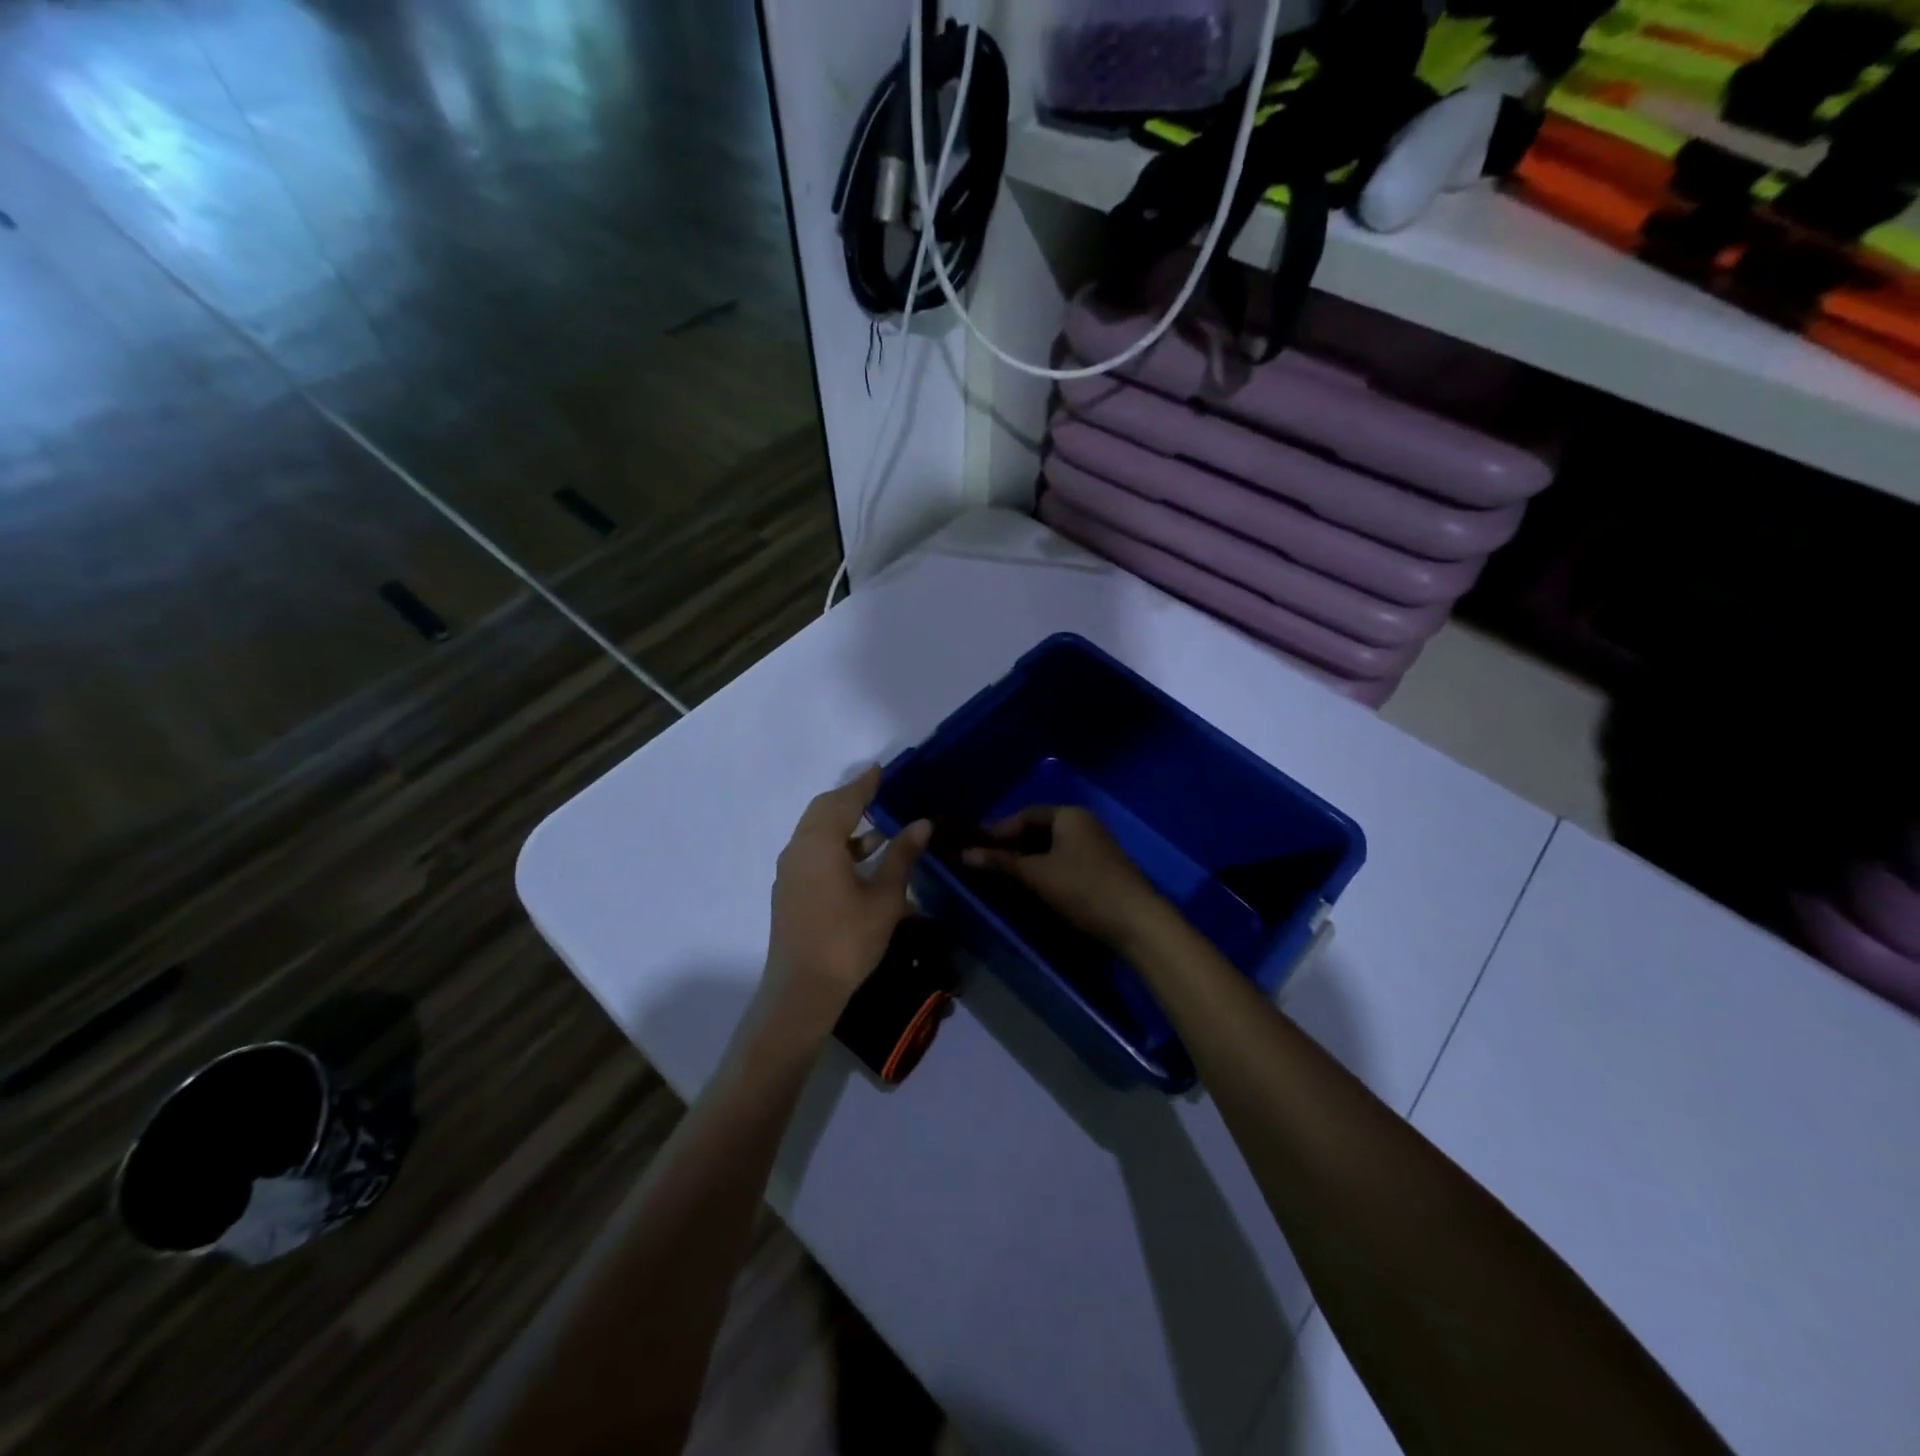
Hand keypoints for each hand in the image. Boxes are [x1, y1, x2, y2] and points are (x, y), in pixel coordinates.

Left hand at [761, 765, 930, 1043]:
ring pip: (815, 832)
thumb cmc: (848, 941)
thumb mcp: (884, 898)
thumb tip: (922, 823)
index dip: (864, 784)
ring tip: (879, 825)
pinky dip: (835, 844)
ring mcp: (790, 871)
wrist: (802, 991)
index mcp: (819, 844)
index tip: (882, 769)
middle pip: (823, 811)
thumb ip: (901, 856)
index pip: (844, 801)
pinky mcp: (789, 890)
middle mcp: (798, 850)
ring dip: (844, 823)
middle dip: (851, 799)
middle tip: (879, 791)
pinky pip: (812, 851)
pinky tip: (860, 858)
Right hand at [961, 805, 1167, 950]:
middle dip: (1012, 845)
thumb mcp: (1037, 875)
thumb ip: (1001, 862)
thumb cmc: (1083, 889)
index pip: (1025, 815)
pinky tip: (1032, 885)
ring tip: (1004, 875)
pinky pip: (1064, 860)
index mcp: (1069, 815)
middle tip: (986, 862)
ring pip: (1052, 847)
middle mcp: (1084, 824)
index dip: (999, 830)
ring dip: (1028, 859)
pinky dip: (1045, 869)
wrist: (1137, 922)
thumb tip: (965, 854)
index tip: (975, 847)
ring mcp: (1095, 846)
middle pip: (1039, 830)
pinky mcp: (1101, 869)